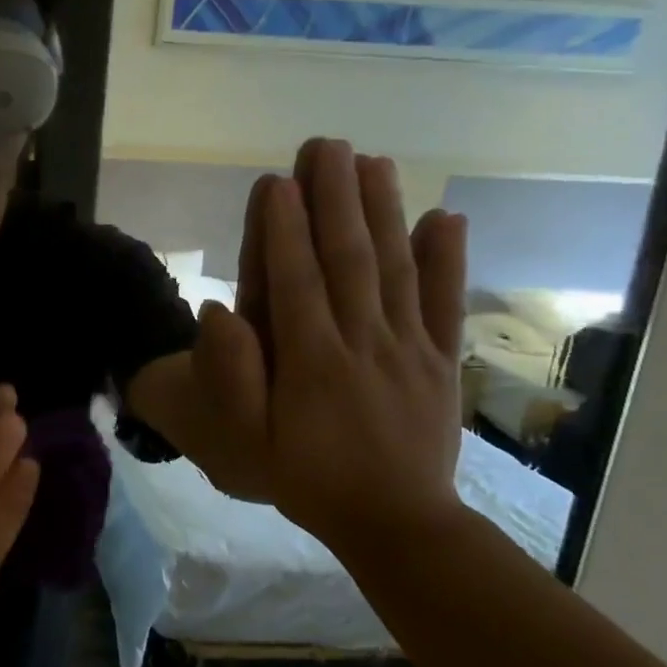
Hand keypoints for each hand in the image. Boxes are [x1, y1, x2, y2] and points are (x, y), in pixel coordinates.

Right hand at [192, 138, 468, 549]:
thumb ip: (233, 378)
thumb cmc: (307, 478)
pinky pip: (444, 303)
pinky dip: (446, 259)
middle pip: (348, 259)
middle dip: (334, 198)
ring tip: (371, 162)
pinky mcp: (442, 361)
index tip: (278, 180)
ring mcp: (409, 348)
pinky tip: (443, 216)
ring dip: (383, 211)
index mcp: (311, 362)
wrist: (396, 521)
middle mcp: (362, 342)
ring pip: (394, 268)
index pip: (295, 280)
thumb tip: (219, 309)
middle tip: (325, 145)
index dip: (285, 228)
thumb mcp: (249, 443)